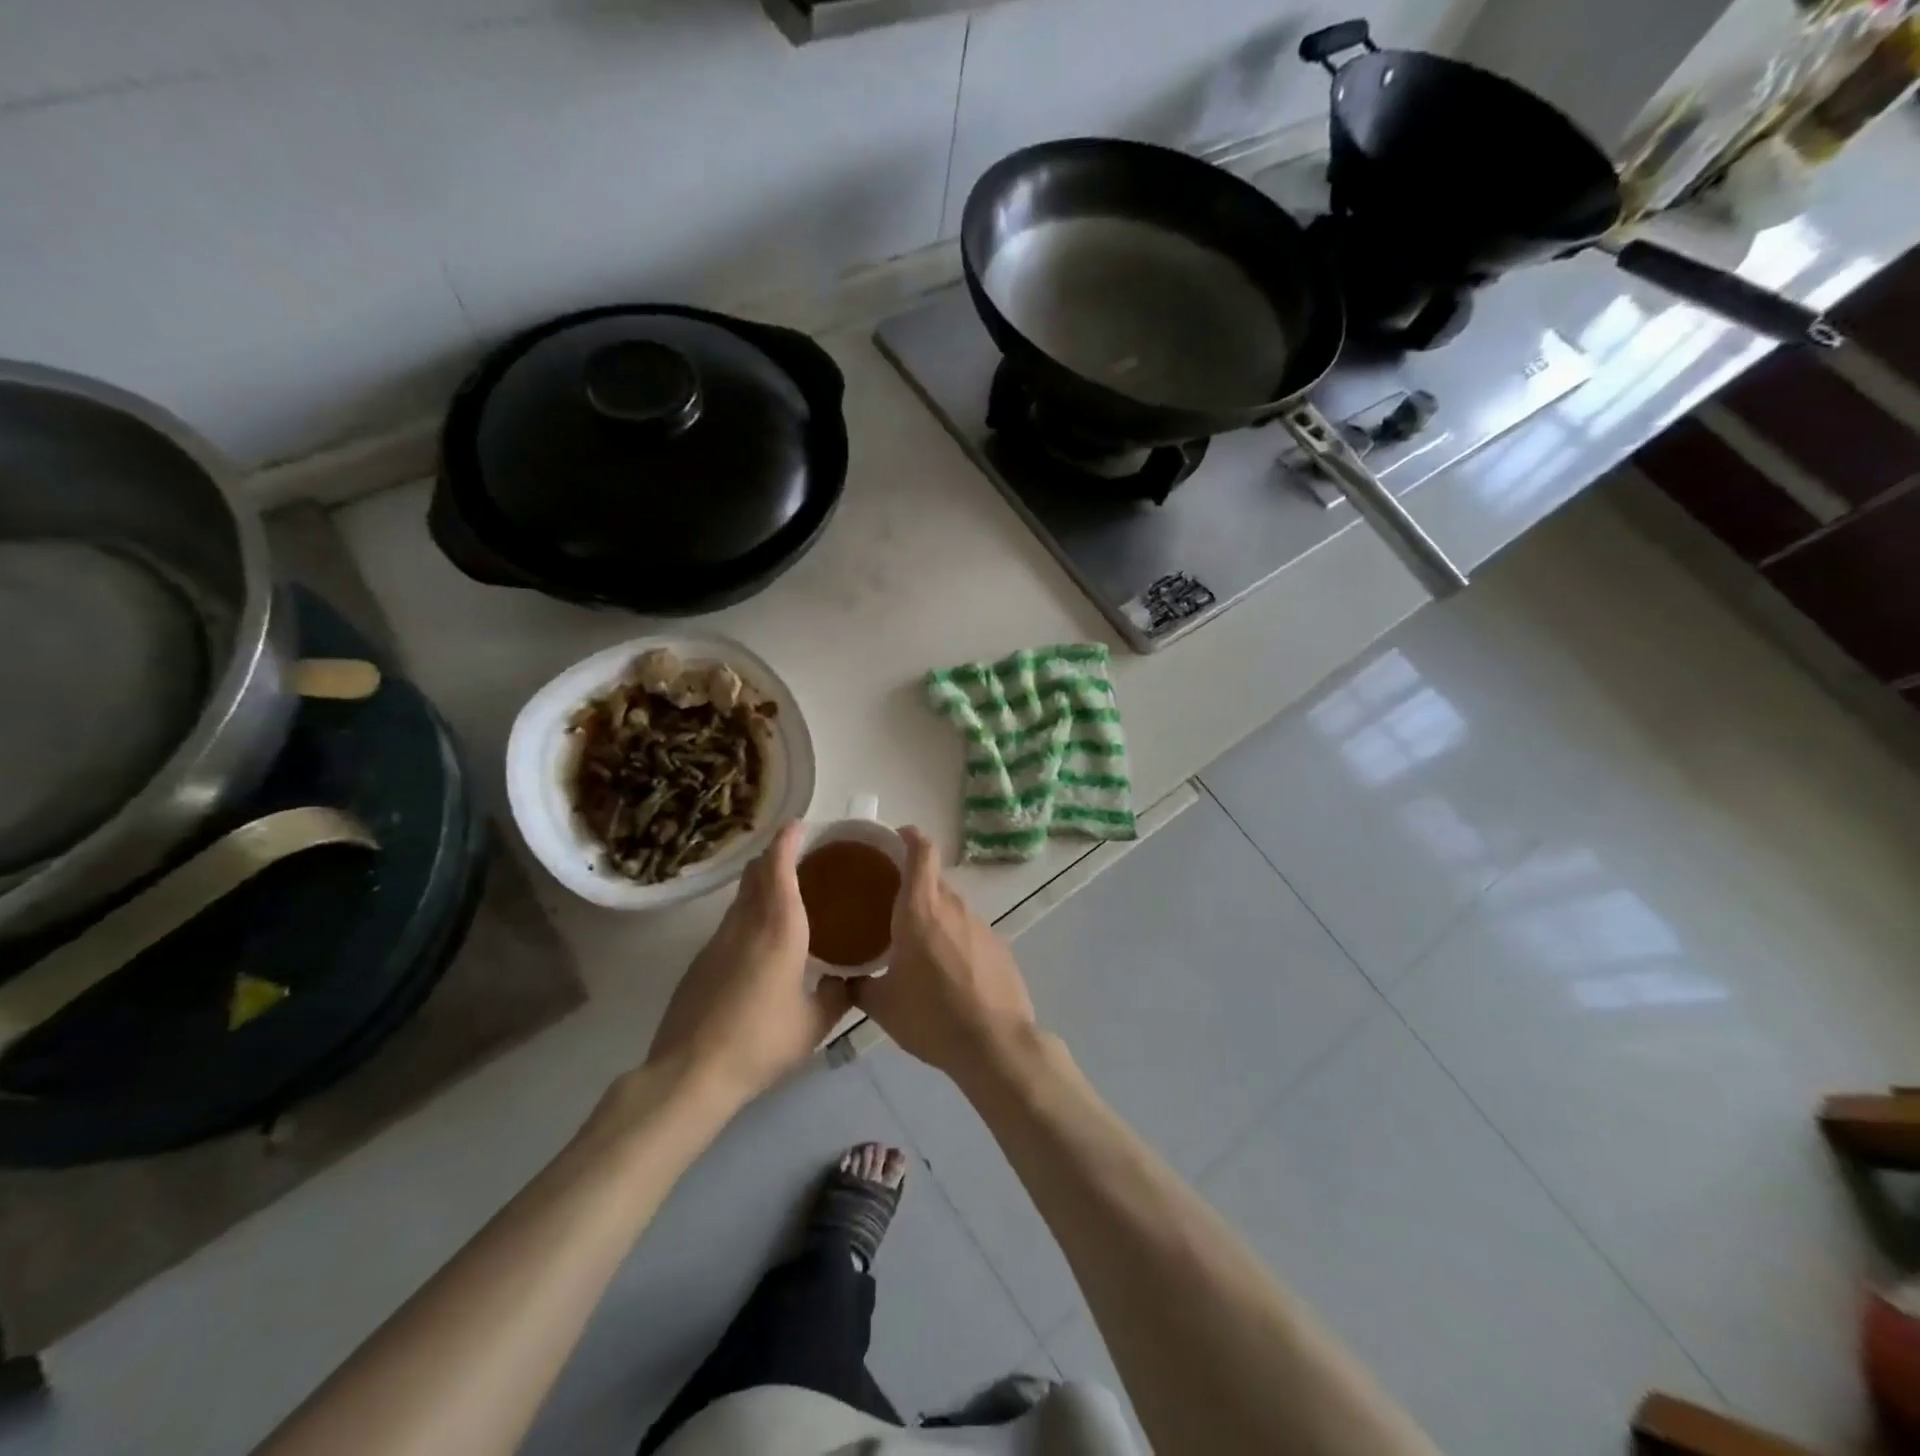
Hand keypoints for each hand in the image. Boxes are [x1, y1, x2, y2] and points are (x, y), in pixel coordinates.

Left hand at [646, 824, 850, 1104]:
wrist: (690, 1073)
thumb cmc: (761, 1043)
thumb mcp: (814, 1024)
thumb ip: (838, 995)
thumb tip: (848, 981)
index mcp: (779, 929)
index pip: (779, 867)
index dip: (788, 841)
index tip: (800, 826)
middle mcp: (745, 924)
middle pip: (756, 874)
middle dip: (776, 857)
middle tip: (803, 858)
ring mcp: (717, 942)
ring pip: (741, 898)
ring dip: (761, 885)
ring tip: (788, 896)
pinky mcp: (700, 962)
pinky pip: (730, 923)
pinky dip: (748, 915)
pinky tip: (761, 942)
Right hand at [851, 827, 1036, 1081]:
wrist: (995, 1044)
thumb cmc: (931, 1017)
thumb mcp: (882, 1005)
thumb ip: (857, 986)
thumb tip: (840, 980)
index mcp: (920, 910)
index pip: (921, 853)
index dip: (911, 837)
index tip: (898, 835)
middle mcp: (953, 908)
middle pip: (934, 881)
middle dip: (914, 887)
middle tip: (892, 906)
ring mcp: (980, 926)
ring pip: (952, 908)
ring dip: (935, 917)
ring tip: (918, 946)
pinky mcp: (999, 946)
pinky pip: (969, 932)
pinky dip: (955, 940)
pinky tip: (949, 971)